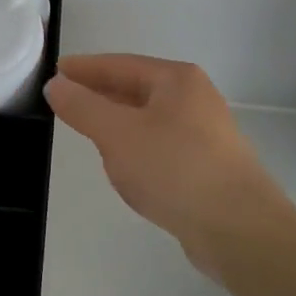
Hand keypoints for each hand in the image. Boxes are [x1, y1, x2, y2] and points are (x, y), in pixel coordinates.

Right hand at [44, 55, 288, 273]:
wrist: (240, 230)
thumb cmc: (175, 168)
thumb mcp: (117, 134)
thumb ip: (83, 107)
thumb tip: (55, 85)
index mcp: (176, 80)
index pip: (120, 65)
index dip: (85, 69)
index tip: (55, 73)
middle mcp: (195, 99)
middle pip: (136, 88)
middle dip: (101, 94)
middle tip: (66, 101)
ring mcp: (205, 134)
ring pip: (148, 119)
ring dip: (118, 123)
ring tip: (89, 131)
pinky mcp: (208, 167)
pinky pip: (161, 146)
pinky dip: (136, 149)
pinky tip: (125, 166)